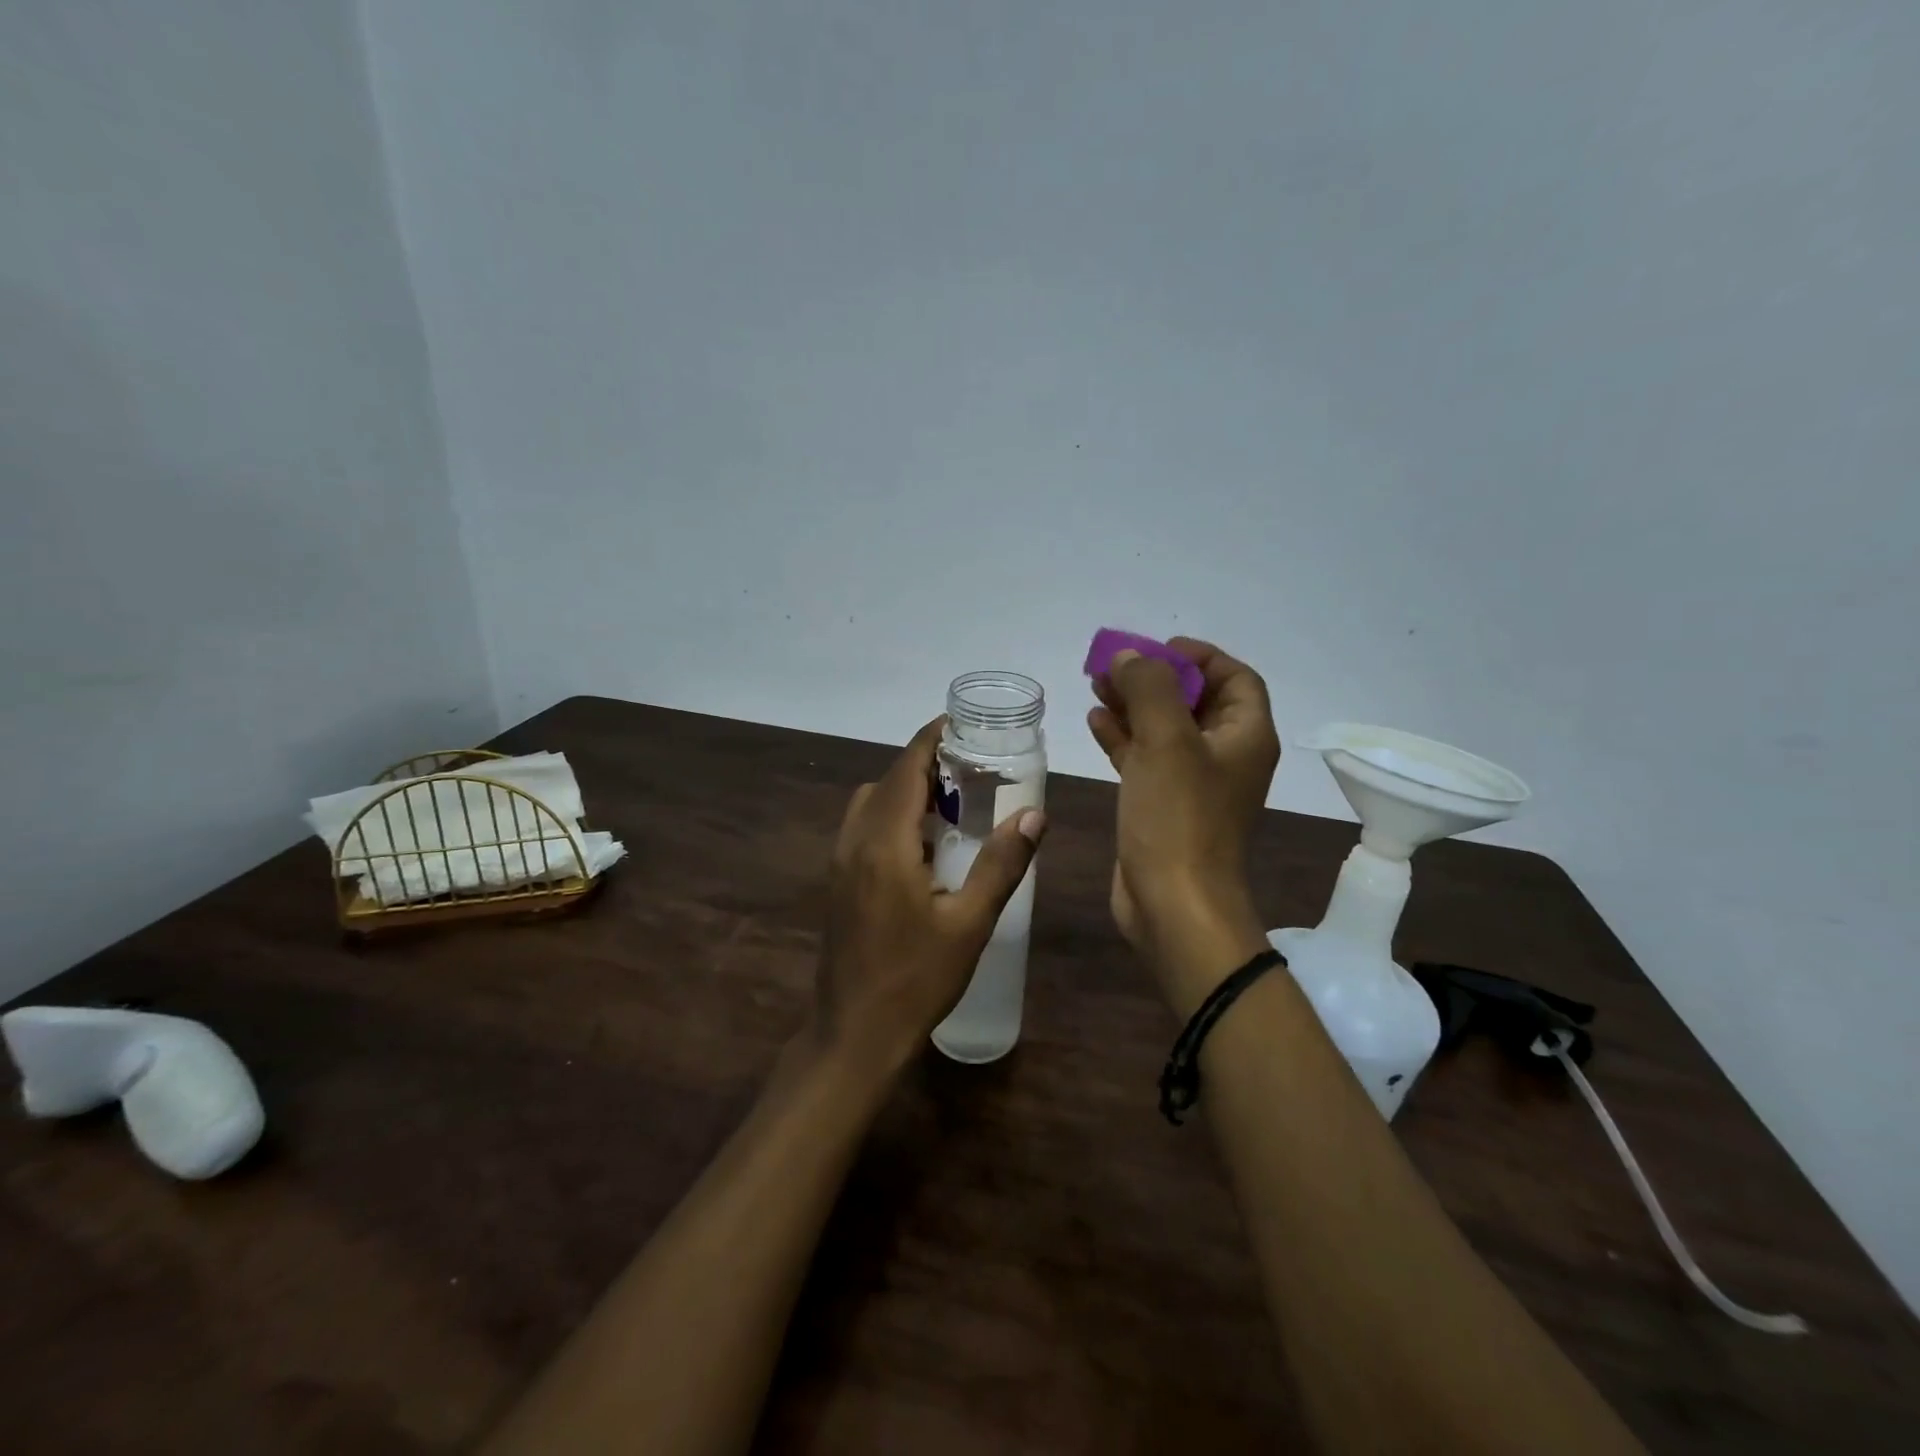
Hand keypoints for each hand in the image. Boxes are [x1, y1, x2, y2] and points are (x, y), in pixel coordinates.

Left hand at [816, 718, 1046, 1070]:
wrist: (854, 1035)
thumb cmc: (916, 980)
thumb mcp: (970, 923)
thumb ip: (1002, 864)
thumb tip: (1035, 815)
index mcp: (884, 842)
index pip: (907, 767)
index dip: (933, 738)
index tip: (965, 724)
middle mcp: (854, 841)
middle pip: (889, 780)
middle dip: (927, 763)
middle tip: (974, 767)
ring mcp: (840, 862)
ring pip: (873, 802)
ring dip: (908, 790)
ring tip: (954, 802)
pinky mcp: (839, 881)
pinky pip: (865, 827)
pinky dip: (894, 815)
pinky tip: (926, 844)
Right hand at [1088, 639, 1279, 1011]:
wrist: (1174, 905)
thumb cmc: (1179, 818)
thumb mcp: (1166, 741)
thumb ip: (1149, 688)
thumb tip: (1130, 657)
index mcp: (1244, 736)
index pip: (1234, 677)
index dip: (1198, 656)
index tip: (1155, 650)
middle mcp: (1224, 756)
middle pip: (1194, 701)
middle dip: (1155, 679)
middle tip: (1112, 665)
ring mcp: (1193, 784)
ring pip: (1165, 729)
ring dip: (1134, 705)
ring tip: (1095, 685)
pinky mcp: (1163, 806)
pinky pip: (1145, 760)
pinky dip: (1123, 738)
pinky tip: (1094, 721)